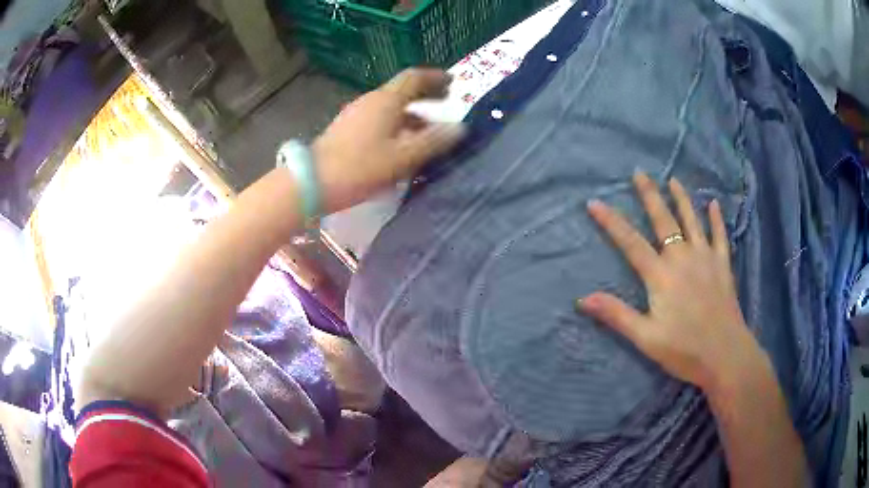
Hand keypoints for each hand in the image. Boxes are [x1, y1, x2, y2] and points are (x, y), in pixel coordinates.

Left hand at [313, 68, 465, 213]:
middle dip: (425, 94)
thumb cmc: (361, 167)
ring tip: (428, 127)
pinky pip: (378, 118)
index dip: (435, 78)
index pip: (414, 77)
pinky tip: (401, 141)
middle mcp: (371, 101)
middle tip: (445, 101)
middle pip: (402, 90)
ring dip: (411, 111)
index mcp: (386, 101)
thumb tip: (460, 128)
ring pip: (390, 106)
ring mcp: (355, 113)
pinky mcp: (346, 128)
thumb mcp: (403, 157)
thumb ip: (433, 142)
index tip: (453, 83)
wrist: (312, 182)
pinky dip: (396, 122)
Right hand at [577, 171, 767, 392]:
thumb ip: (616, 315)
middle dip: (649, 195)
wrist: (725, 354)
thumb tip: (582, 299)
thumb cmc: (684, 349)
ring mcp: (705, 258)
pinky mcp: (722, 265)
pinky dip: (716, 219)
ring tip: (672, 179)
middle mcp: (682, 258)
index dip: (610, 222)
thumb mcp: (645, 338)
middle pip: (663, 220)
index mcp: (660, 275)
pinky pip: (720, 236)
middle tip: (639, 172)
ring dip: (681, 198)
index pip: (630, 242)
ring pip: (692, 220)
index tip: (594, 202)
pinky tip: (713, 203)